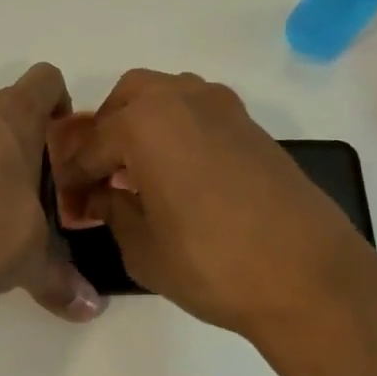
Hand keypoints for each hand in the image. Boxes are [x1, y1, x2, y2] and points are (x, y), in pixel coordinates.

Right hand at [48, 70, 376, 338]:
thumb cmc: (211, 264)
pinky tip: (179, 176)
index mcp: (145, 122)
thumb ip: (112, 211)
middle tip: (102, 175)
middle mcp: (184, 99)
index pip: (91, 145)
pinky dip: (178, 132)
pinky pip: (199, 115)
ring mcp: (225, 109)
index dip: (73, 177)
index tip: (68, 202)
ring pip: (168, 98)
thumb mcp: (142, 247)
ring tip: (139, 173)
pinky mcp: (254, 128)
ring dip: (144, 125)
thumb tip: (100, 196)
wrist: (308, 277)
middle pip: (128, 98)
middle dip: (107, 131)